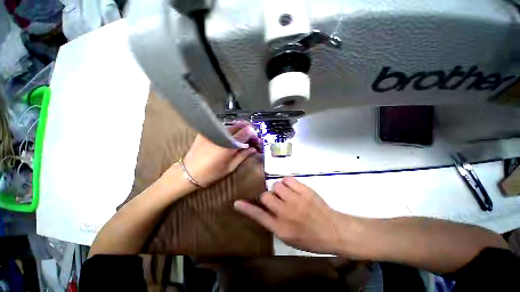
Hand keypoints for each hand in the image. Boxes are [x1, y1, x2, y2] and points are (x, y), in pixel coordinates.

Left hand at [182, 121, 261, 186]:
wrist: (188, 173)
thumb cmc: (211, 173)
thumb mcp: (231, 167)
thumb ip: (243, 155)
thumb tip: (253, 149)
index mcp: (229, 145)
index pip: (246, 132)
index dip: (253, 134)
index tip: (255, 140)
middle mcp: (221, 135)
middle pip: (239, 125)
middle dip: (248, 129)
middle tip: (250, 138)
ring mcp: (212, 131)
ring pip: (231, 124)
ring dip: (239, 129)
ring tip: (240, 138)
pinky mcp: (206, 131)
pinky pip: (222, 127)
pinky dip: (229, 130)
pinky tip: (229, 137)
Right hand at [234, 177, 341, 254]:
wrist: (332, 230)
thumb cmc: (310, 238)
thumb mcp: (288, 237)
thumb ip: (273, 223)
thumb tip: (262, 210)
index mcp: (280, 228)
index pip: (258, 216)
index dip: (247, 209)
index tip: (237, 202)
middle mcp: (285, 213)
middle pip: (265, 196)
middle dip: (268, 197)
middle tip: (276, 200)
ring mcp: (295, 200)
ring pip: (276, 185)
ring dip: (278, 189)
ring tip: (287, 194)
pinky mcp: (304, 190)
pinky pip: (287, 179)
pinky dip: (288, 182)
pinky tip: (293, 188)